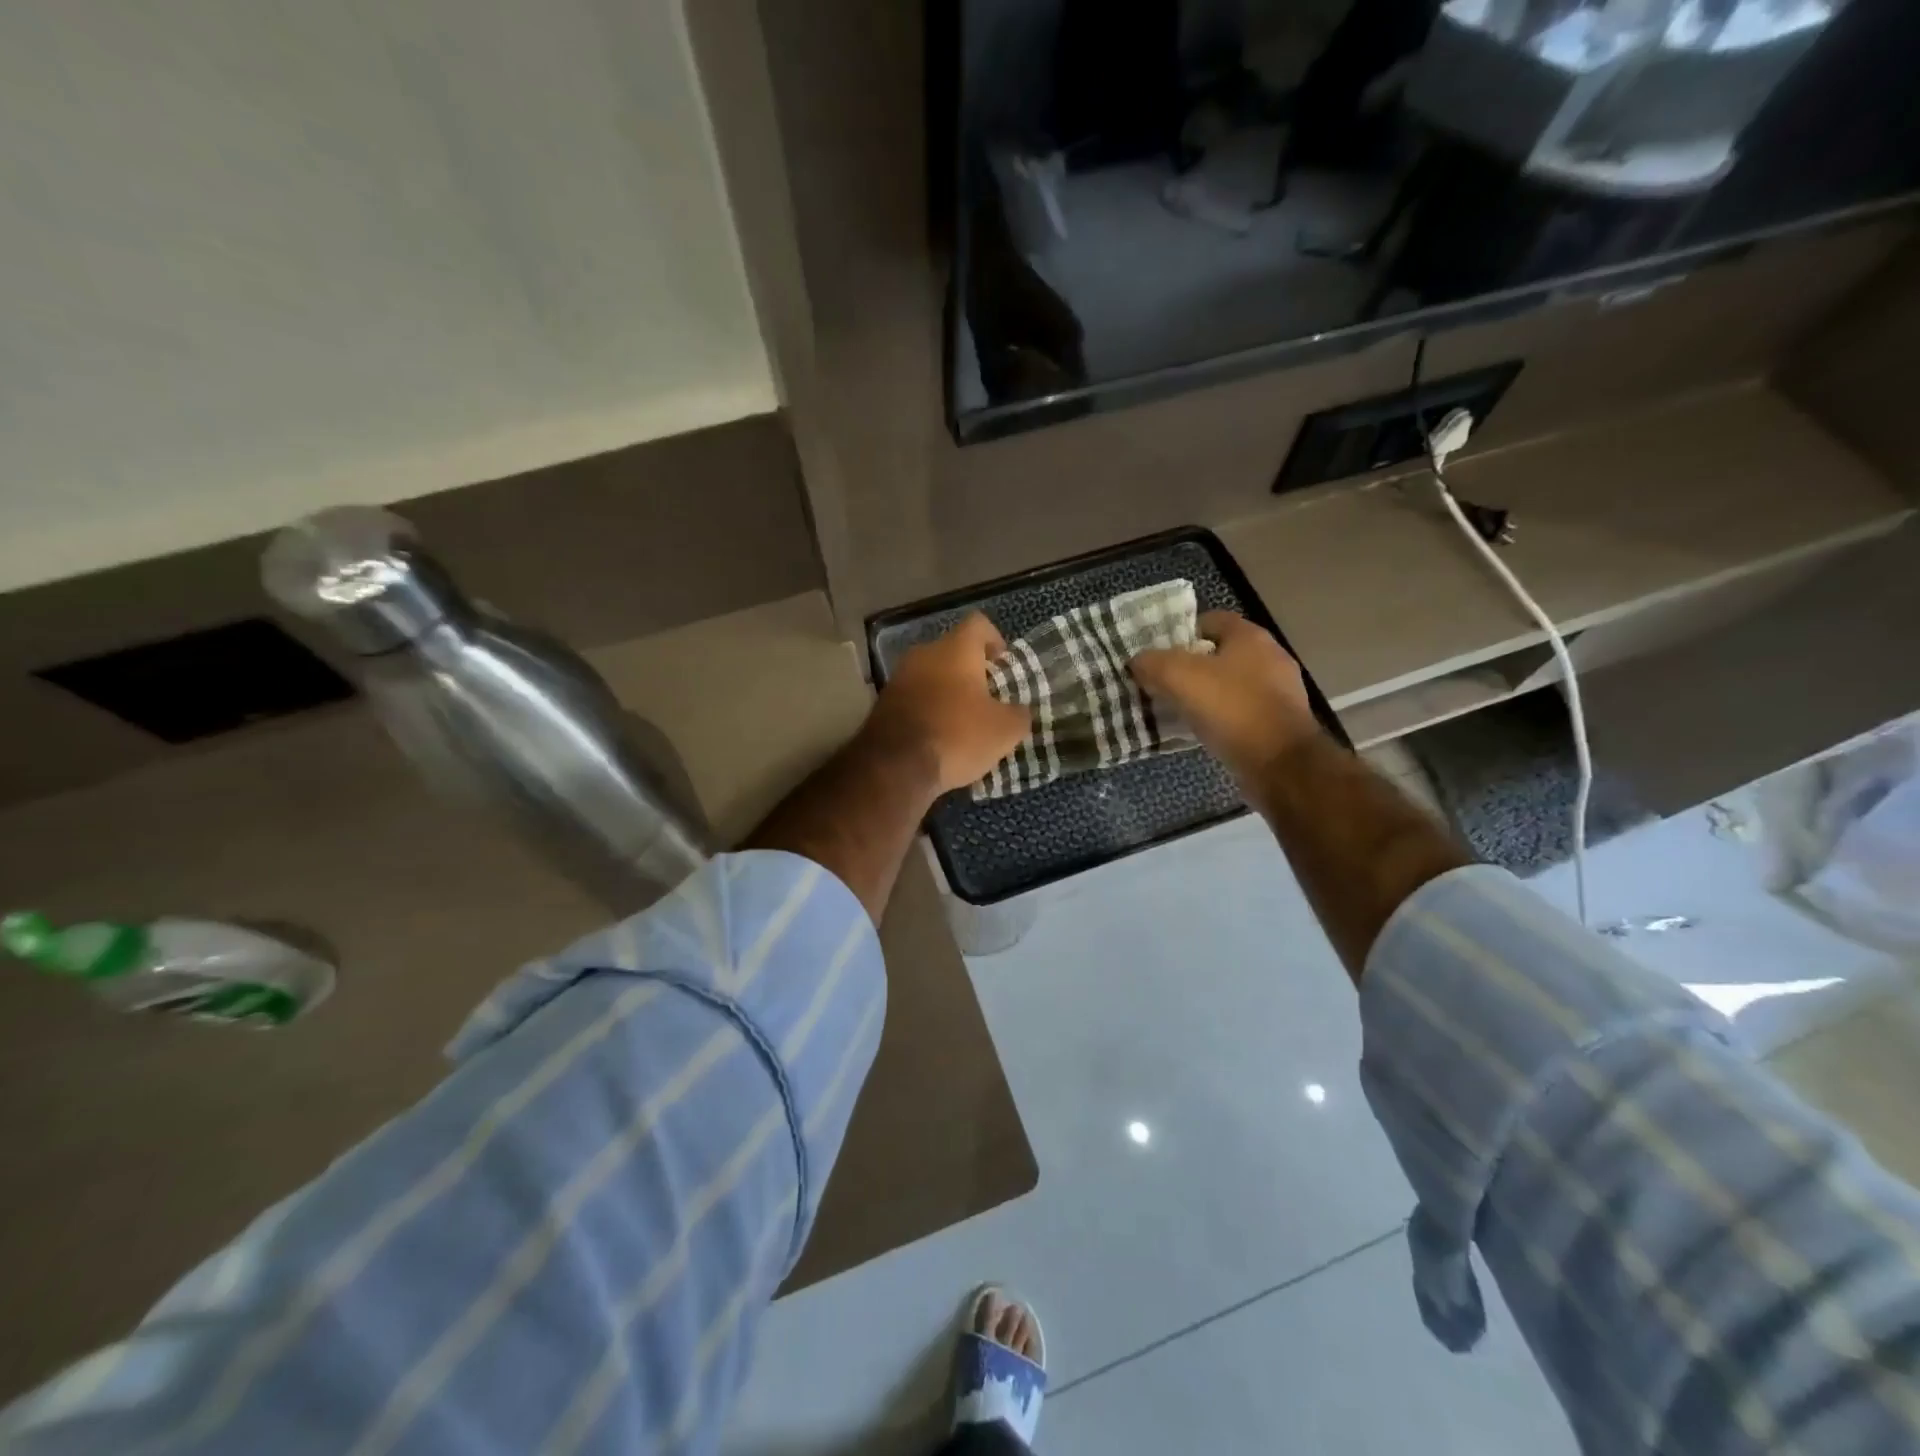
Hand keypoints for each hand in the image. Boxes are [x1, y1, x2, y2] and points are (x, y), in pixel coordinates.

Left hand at [867, 613, 1030, 797]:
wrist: (895, 766)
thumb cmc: (957, 735)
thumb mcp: (1005, 730)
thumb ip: (1019, 714)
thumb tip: (1019, 711)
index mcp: (955, 649)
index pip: (978, 624)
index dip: (994, 639)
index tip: (1002, 663)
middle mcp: (924, 654)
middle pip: (952, 651)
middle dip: (970, 670)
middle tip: (987, 697)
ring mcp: (899, 678)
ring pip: (931, 675)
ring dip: (947, 691)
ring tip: (962, 720)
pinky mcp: (883, 703)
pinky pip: (914, 697)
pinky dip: (928, 709)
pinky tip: (938, 736)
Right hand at [1131, 611, 1321, 780]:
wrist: (1281, 764)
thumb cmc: (1232, 709)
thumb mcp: (1179, 678)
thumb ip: (1153, 663)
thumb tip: (1138, 661)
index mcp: (1250, 637)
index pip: (1211, 620)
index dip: (1182, 633)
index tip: (1159, 655)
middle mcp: (1270, 657)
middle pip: (1219, 654)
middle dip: (1190, 667)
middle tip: (1161, 683)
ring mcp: (1279, 691)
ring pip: (1230, 685)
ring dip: (1205, 695)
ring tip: (1177, 710)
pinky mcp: (1280, 722)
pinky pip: (1241, 711)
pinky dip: (1221, 718)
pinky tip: (1202, 732)